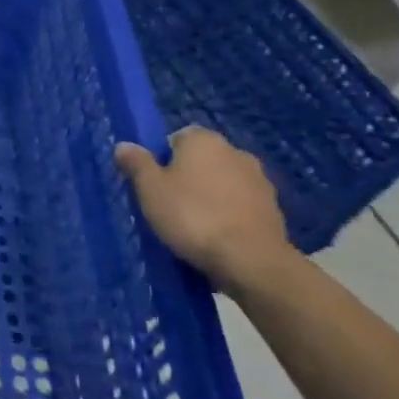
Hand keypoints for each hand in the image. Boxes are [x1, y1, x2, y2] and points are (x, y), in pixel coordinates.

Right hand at [115, 127, 294, 295]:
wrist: (251, 261)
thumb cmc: (192, 216)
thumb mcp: (150, 189)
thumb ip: (136, 163)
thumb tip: (124, 145)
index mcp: (204, 140)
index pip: (177, 137)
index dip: (162, 158)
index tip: (154, 183)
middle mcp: (235, 152)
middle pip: (202, 160)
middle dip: (188, 177)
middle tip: (169, 204)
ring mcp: (260, 181)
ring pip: (223, 183)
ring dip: (211, 196)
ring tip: (194, 225)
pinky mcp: (274, 210)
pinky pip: (241, 206)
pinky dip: (230, 215)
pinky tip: (218, 237)